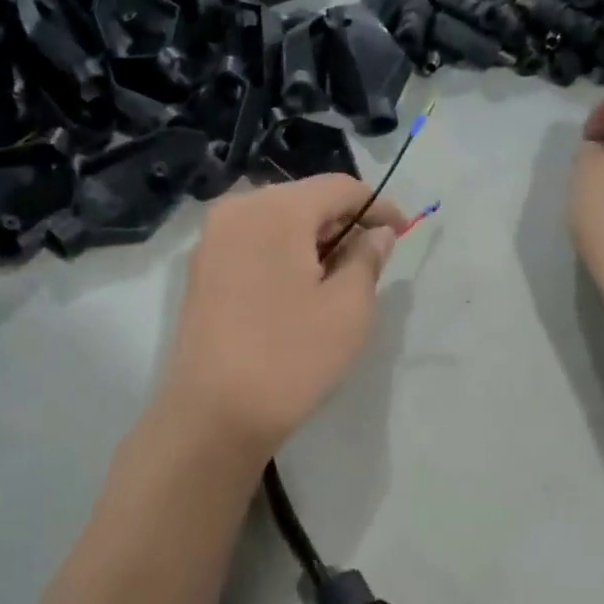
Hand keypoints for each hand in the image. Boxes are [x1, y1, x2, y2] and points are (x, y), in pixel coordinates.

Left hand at [158, 177, 405, 464]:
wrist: (213, 415)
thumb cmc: (290, 358)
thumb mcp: (349, 308)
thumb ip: (367, 258)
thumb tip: (376, 234)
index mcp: (275, 209)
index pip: (339, 187)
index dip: (378, 207)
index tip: (401, 234)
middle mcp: (237, 210)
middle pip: (304, 200)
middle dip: (343, 224)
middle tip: (372, 261)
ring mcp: (211, 241)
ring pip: (277, 223)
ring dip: (313, 242)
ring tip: (338, 280)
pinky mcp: (201, 271)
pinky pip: (253, 245)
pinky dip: (283, 256)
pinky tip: (299, 291)